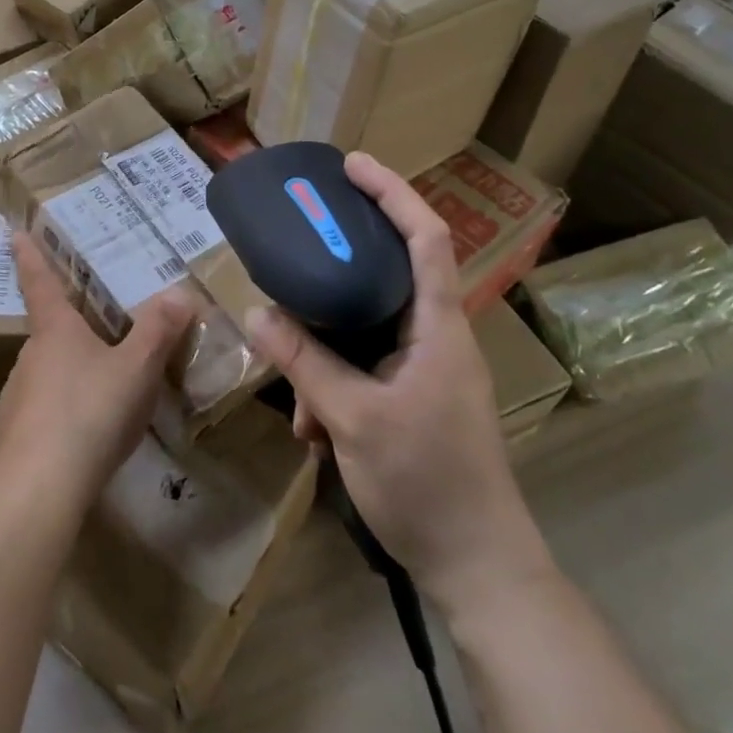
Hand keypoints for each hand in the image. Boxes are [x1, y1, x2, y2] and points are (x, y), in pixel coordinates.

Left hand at [0, 232, 193, 505]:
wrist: (40, 489)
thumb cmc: (90, 413)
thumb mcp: (136, 369)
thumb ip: (159, 330)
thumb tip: (181, 292)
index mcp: (55, 330)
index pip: (40, 282)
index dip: (30, 255)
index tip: (13, 231)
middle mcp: (29, 356)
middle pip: (48, 332)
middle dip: (68, 329)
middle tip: (95, 330)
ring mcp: (16, 397)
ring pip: (46, 373)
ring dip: (68, 374)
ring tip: (100, 389)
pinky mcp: (14, 436)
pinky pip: (42, 412)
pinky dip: (61, 413)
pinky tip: (84, 435)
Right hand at [243, 152, 553, 612]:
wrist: (477, 568)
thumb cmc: (428, 482)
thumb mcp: (354, 418)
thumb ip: (304, 362)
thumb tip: (256, 313)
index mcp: (438, 326)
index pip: (426, 237)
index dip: (392, 192)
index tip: (351, 165)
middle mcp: (434, 336)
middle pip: (387, 274)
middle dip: (339, 266)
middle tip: (297, 244)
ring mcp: (424, 369)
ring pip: (365, 331)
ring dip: (325, 352)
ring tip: (297, 397)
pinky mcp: (411, 397)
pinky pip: (363, 368)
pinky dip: (333, 387)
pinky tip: (313, 429)